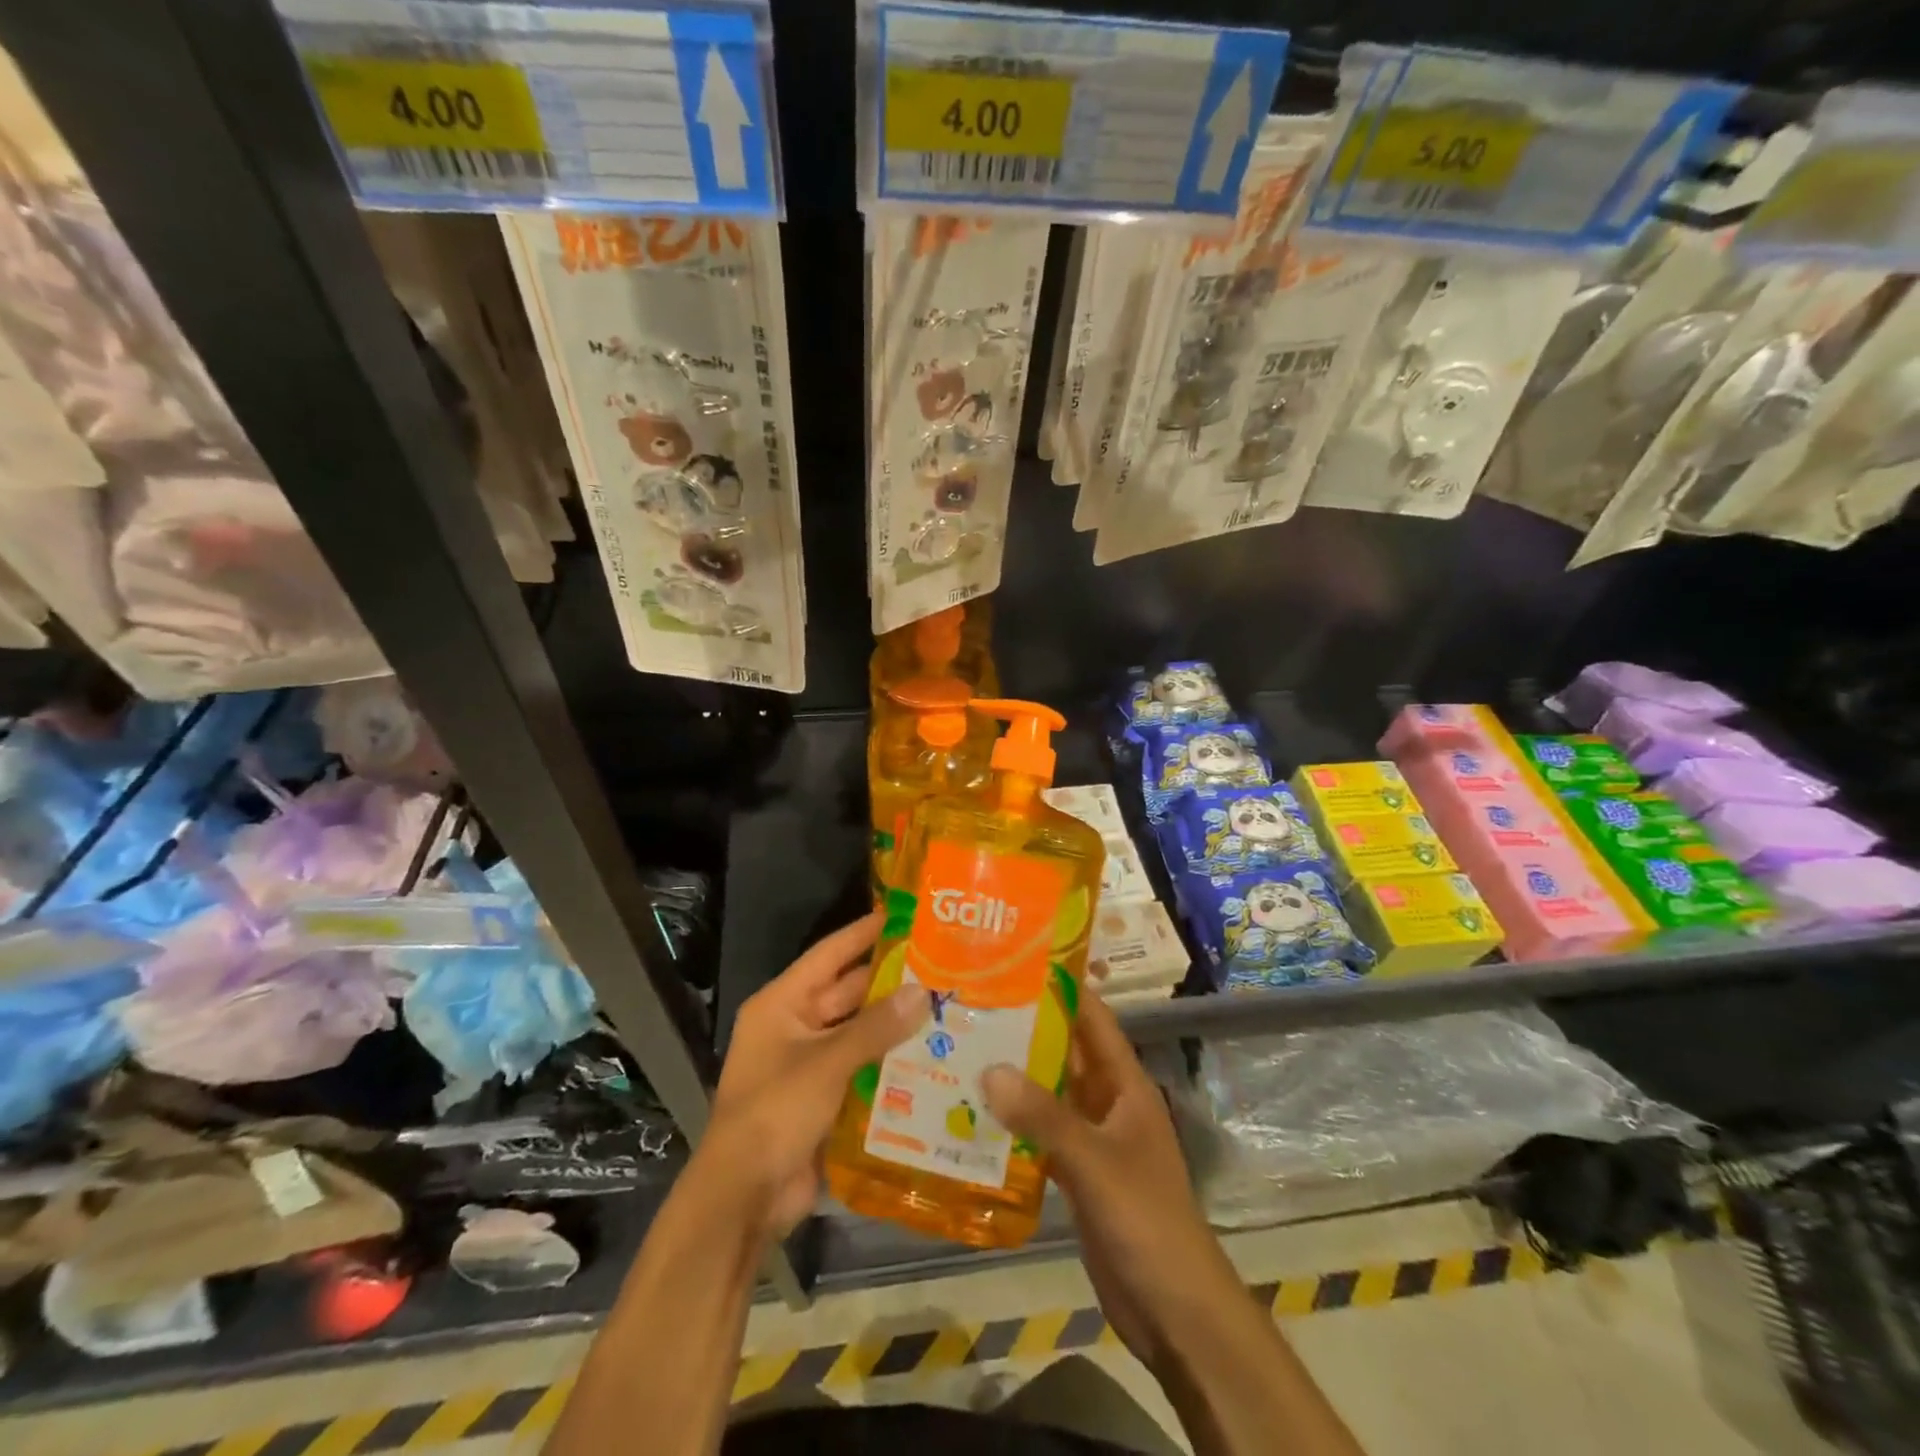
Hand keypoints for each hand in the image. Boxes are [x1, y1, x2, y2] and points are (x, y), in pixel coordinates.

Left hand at [695, 911, 928, 1238]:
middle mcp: (795, 1026)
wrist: (744, 1199)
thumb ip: (875, 1028)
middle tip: (939, 964)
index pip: (828, 955)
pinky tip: (932, 1055)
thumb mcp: (825, 1064)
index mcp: (782, 1005)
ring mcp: (810, 1064)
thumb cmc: (774, 1113)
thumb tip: (923, 992)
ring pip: (859, 1032)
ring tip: (946, 1005)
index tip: (903, 914)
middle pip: (848, 994)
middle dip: (889, 981)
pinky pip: (863, 1068)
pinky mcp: (825, 1097)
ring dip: (894, 1023)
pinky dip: (890, 1061)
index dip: (863, 932)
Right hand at [982, 992, 1237, 1371]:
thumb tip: (989, 1068)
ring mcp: (1092, 1139)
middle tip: (972, 1003)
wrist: (1174, 1310)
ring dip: (1014, 1075)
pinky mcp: (1076, 1174)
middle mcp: (1108, 1103)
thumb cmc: (1146, 1219)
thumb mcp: (1095, 1161)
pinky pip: (1040, 1134)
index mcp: (1125, 1085)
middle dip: (1025, 1028)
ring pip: (1049, 1093)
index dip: (1063, 988)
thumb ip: (1044, 1116)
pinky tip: (972, 1114)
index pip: (1093, 1019)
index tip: (1018, 961)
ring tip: (961, 1048)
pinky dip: (1013, 1122)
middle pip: (1065, 1052)